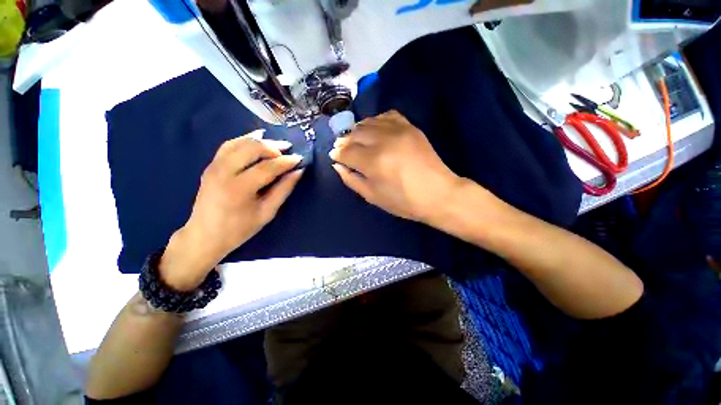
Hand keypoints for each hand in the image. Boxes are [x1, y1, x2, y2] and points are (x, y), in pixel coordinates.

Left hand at [160, 132, 303, 290]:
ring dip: (261, 142)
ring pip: (240, 143)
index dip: (286, 162)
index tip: (300, 159)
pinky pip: (229, 145)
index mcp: (239, 188)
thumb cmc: (239, 229)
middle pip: (252, 149)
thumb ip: (283, 190)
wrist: (205, 235)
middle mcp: (224, 172)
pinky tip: (257, 139)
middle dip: (274, 147)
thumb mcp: (267, 213)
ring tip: (278, 145)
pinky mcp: (211, 165)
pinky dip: (245, 140)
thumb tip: (298, 172)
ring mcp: (214, 166)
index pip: (267, 167)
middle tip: (289, 150)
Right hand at [329, 110, 461, 222]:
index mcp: (373, 162)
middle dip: (345, 141)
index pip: (346, 151)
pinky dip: (376, 121)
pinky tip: (375, 131)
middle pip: (355, 134)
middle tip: (344, 149)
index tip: (336, 157)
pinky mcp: (410, 127)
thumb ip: (351, 179)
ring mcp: (398, 130)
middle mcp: (383, 140)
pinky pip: (387, 116)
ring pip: (368, 122)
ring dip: (358, 131)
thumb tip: (338, 165)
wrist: (438, 194)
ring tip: (358, 141)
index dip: (338, 154)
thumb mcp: (373, 197)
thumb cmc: (403, 201)